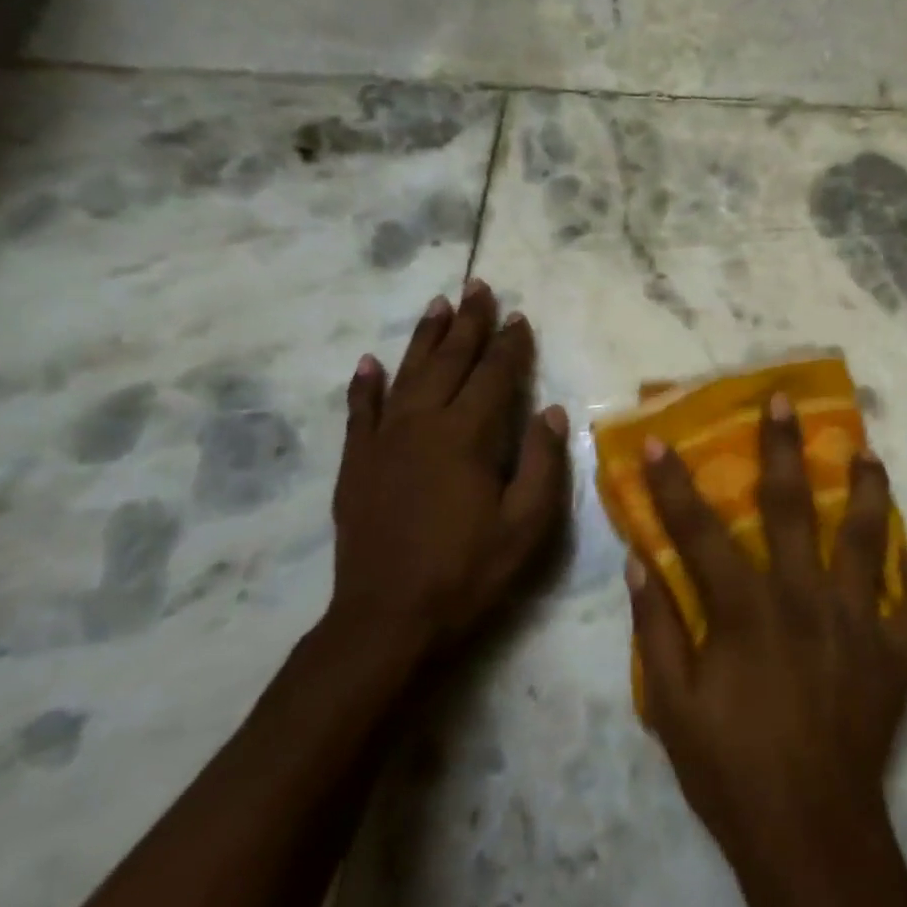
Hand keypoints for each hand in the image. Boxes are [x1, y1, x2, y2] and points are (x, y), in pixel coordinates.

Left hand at [327, 279, 569, 663]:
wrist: (387, 618)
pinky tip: (369, 362)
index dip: (510, 345)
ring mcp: (382, 442)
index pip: (493, 376)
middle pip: (448, 361)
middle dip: (467, 323)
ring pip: (405, 375)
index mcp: (466, 436)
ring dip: (424, 338)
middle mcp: (422, 424)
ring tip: (437, 305)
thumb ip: (541, 462)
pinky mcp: (356, 464)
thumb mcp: (526, 524)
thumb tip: (550, 411)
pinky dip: (365, 384)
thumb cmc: (468, 571)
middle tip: (477, 288)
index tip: (520, 316)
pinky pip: (359, 412)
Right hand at [628, 392, 906, 867]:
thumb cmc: (730, 767)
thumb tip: (640, 561)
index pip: (700, 530)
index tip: (661, 440)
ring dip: (868, 490)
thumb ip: (656, 627)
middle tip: (786, 401)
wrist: (808, 830)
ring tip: (869, 454)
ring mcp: (857, 620)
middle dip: (784, 448)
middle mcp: (804, 596)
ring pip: (868, 537)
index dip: (675, 483)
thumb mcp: (671, 704)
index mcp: (746, 607)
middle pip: (793, 506)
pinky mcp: (896, 654)